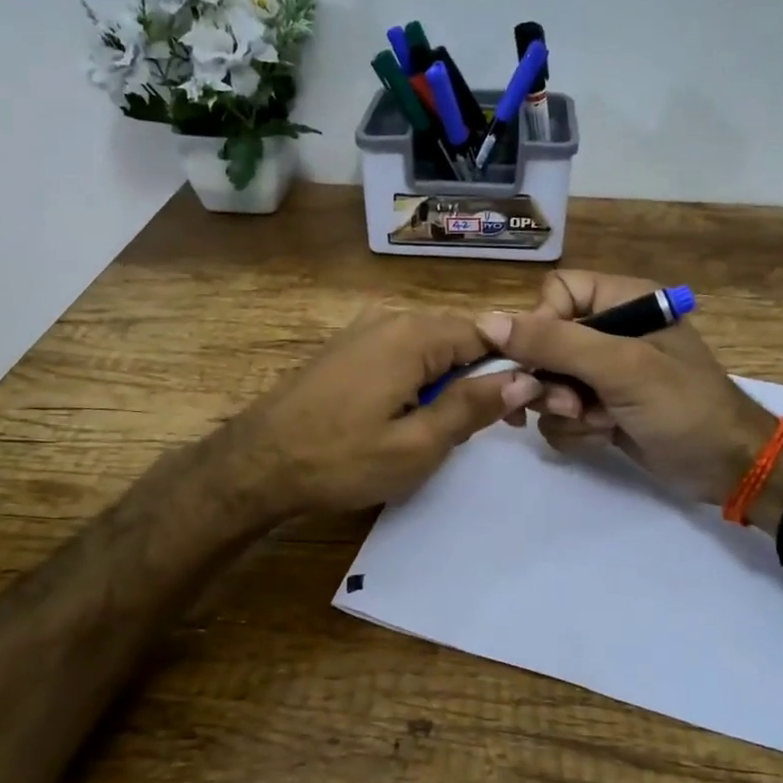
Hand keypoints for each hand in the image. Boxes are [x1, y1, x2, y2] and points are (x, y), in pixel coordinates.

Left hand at [230, 306, 541, 517]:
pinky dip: (418, 380)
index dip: (510, 369)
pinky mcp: (346, 348)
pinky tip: (408, 416)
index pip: (487, 334)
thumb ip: (472, 407)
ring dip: (448, 383)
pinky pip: (400, 354)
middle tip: (485, 430)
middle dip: (479, 378)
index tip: (518, 413)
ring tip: (444, 430)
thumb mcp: (417, 445)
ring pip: (429, 348)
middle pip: (458, 338)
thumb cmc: (341, 460)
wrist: (256, 464)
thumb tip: (525, 379)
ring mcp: (363, 330)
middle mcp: (390, 319)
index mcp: (414, 336)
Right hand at [478, 271, 779, 506]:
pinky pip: (558, 413)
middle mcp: (609, 331)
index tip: (544, 361)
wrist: (726, 468)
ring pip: (546, 382)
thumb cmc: (683, 406)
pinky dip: (574, 430)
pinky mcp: (599, 408)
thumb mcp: (621, 367)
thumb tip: (486, 321)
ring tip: (598, 423)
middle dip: (552, 380)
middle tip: (573, 404)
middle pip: (543, 343)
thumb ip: (555, 342)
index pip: (554, 294)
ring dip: (564, 410)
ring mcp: (603, 373)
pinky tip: (603, 437)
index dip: (541, 326)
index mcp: (622, 301)